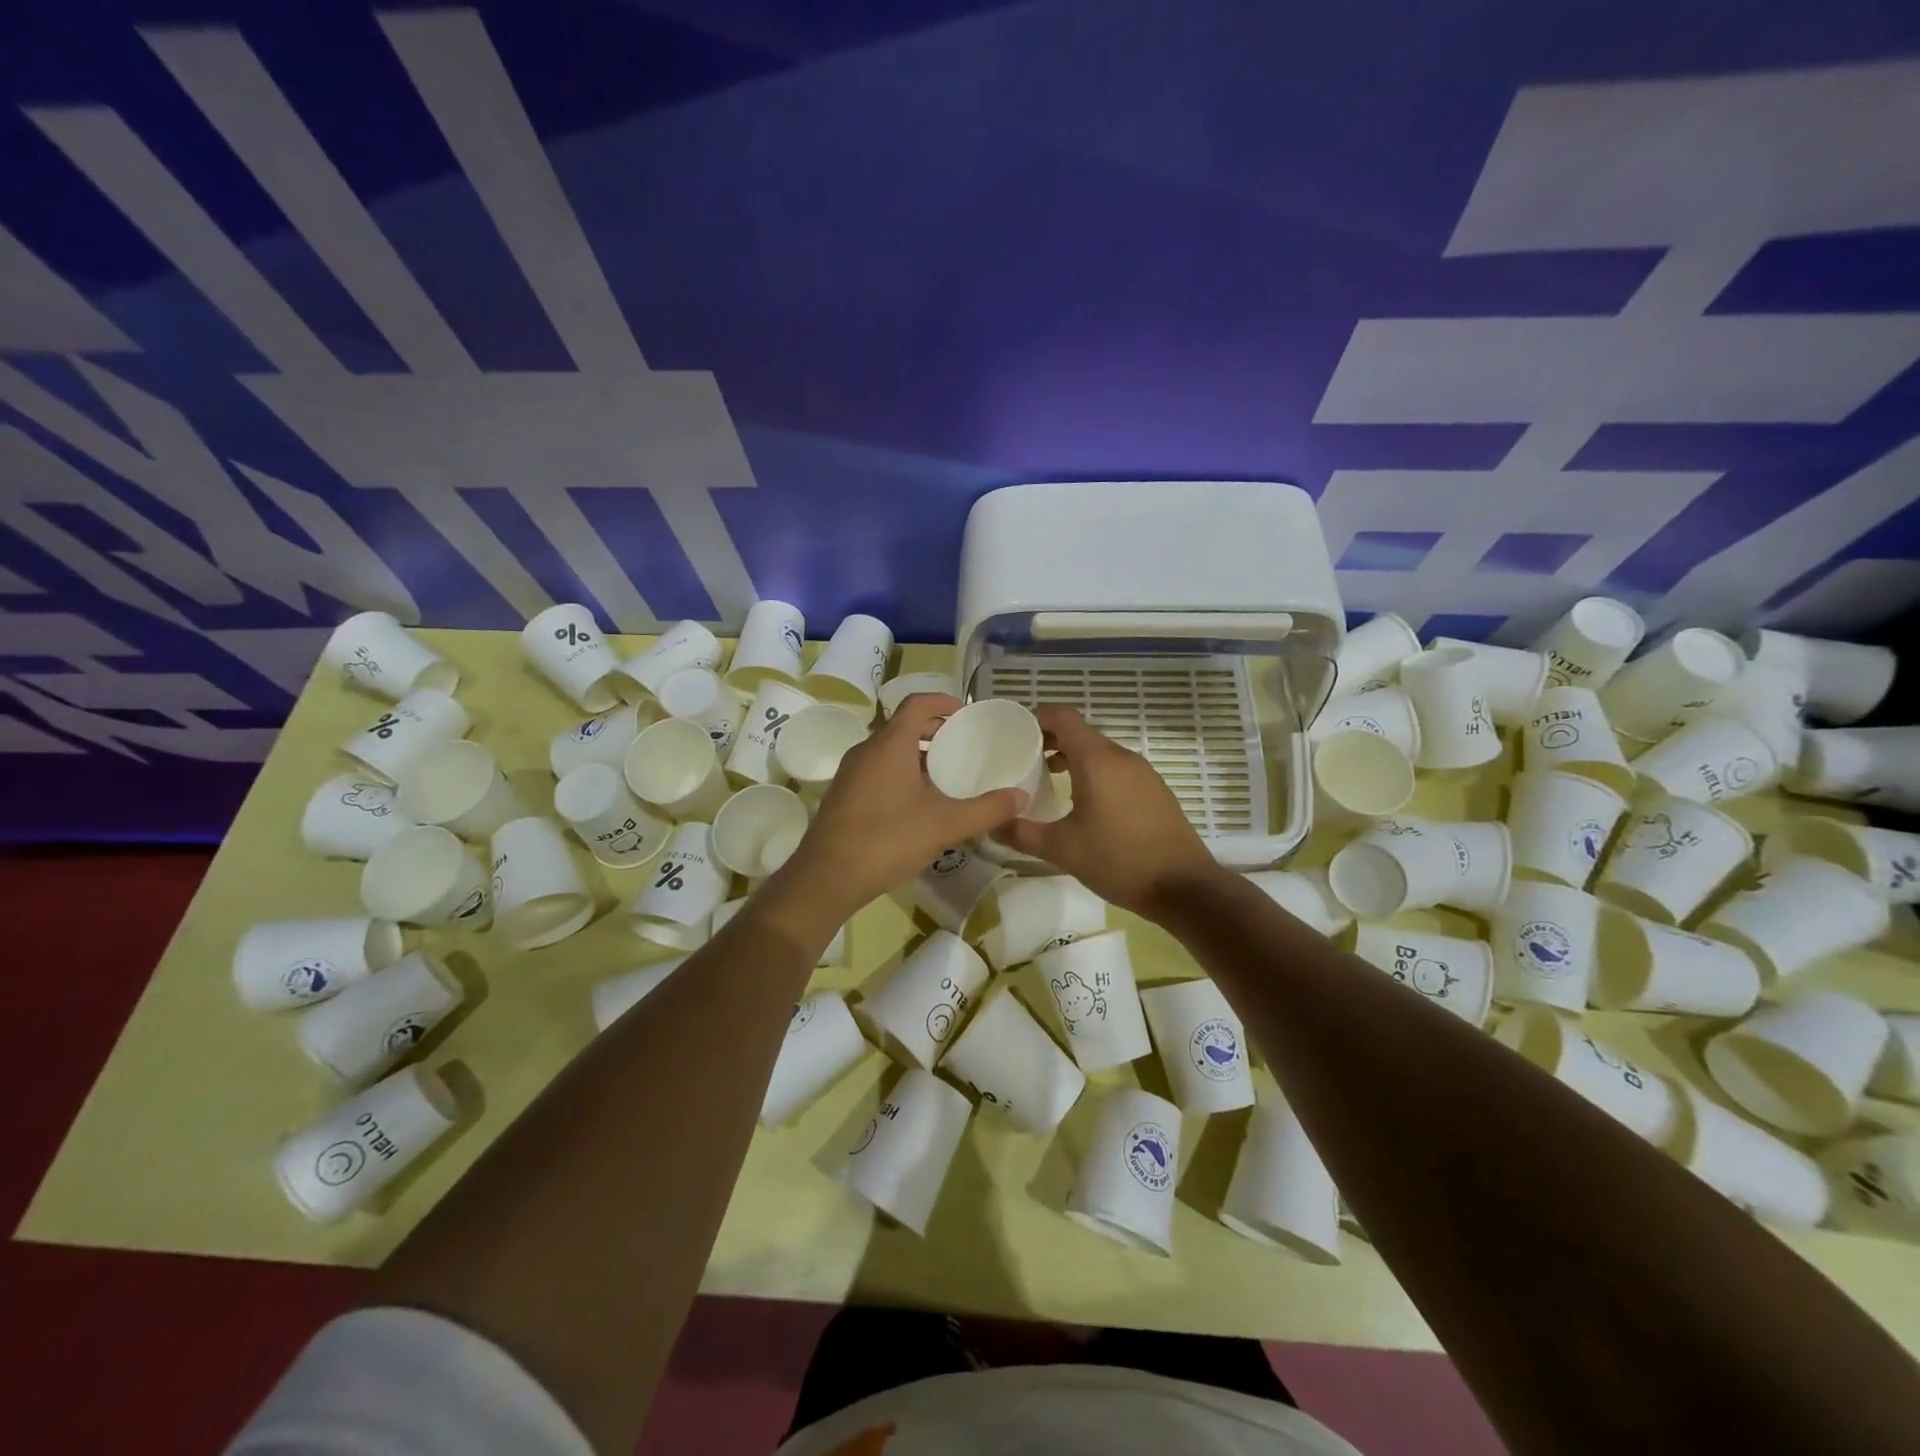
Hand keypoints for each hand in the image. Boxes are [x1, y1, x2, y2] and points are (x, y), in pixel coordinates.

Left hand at [777, 693, 1027, 920]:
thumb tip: (1021, 797)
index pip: (917, 704)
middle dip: (933, 729)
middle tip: (962, 743)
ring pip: (888, 750)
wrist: (826, 877)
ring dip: (916, 753)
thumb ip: (987, 810)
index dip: (942, 701)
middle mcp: (866, 750)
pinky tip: (917, 803)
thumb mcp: (945, 825)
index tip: (965, 711)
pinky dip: (900, 772)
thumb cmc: (887, 840)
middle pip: (902, 725)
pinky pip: (877, 770)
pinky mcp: (843, 795)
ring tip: (945, 774)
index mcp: (890, 744)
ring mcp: (850, 773)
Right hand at [993, 705, 1222, 918]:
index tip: (1016, 731)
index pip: (1063, 717)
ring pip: (1101, 752)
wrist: (1183, 886)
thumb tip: (990, 826)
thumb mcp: (1061, 849)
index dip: (1038, 717)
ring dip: (1074, 757)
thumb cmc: (1117, 860)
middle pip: (1081, 733)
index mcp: (1097, 760)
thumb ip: (1021, 833)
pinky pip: (1118, 769)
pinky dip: (1096, 773)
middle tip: (1025, 759)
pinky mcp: (1156, 790)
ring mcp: (1143, 773)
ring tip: (1050, 780)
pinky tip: (1086, 803)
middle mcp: (1121, 757)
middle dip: (1051, 740)